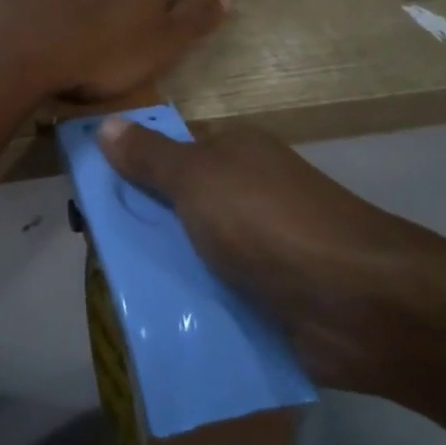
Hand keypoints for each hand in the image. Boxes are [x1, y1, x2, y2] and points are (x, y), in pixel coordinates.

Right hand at [97, 117, 408, 385]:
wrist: (359, 303)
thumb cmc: (270, 223)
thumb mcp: (200, 179)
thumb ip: (151, 157)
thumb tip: (107, 123)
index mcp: (233, 153)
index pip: (167, 151)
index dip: (126, 168)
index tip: (86, 198)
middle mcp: (245, 192)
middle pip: (175, 205)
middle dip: (136, 227)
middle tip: (91, 251)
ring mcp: (257, 246)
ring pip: (191, 252)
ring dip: (160, 271)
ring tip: (111, 294)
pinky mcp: (266, 294)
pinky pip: (213, 293)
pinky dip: (188, 305)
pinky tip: (151, 321)